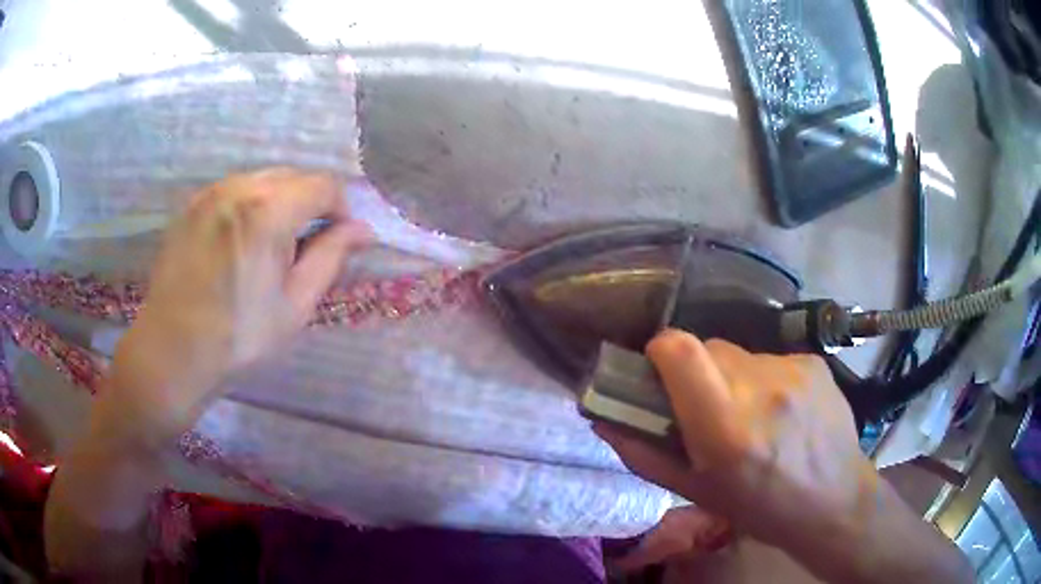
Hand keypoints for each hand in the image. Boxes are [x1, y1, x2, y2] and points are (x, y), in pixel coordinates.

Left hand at [104, 168, 371, 449]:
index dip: (341, 210)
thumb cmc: (239, 338)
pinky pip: (234, 191)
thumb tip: (363, 229)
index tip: (338, 242)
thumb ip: (331, 257)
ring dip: (280, 203)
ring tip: (271, 248)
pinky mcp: (192, 205)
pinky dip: (250, 207)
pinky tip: (241, 245)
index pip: (324, 185)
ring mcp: (211, 193)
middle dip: (310, 204)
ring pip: (262, 180)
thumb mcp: (295, 305)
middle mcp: (239, 187)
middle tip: (305, 249)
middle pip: (293, 176)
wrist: (172, 353)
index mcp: (269, 210)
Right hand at [596, 330, 872, 549]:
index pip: (680, 349)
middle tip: (709, 410)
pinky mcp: (813, 362)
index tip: (659, 371)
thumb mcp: (695, 492)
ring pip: (740, 355)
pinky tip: (783, 412)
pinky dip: (765, 380)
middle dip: (698, 373)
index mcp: (725, 427)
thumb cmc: (760, 508)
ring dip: (734, 379)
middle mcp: (760, 387)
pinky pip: (771, 359)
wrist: (834, 501)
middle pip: (708, 348)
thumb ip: (643, 454)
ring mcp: (792, 370)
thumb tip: (602, 419)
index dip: (661, 351)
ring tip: (752, 416)